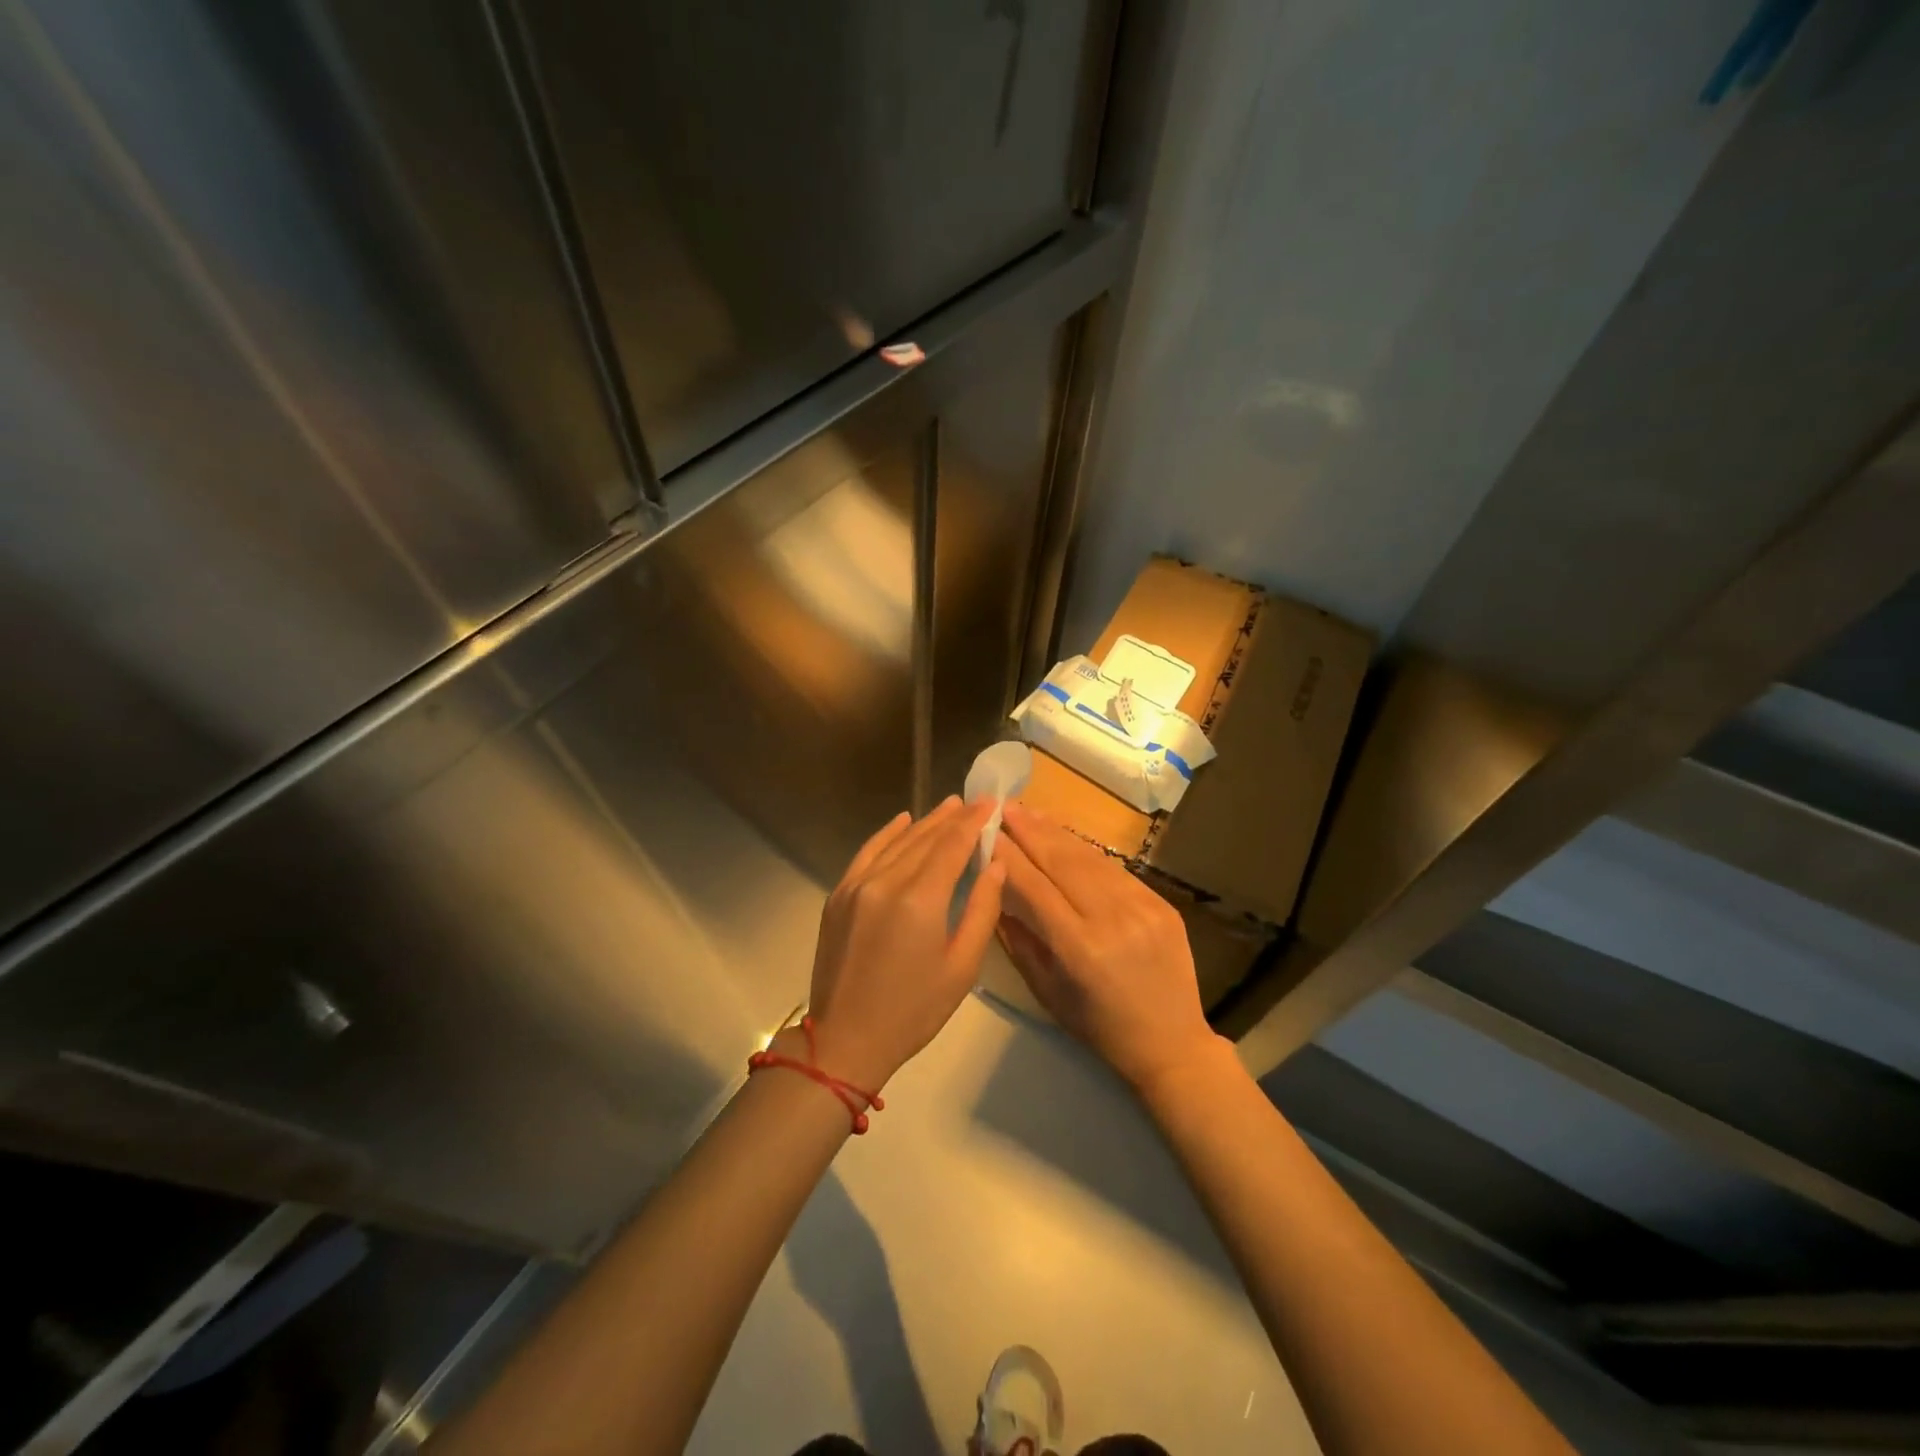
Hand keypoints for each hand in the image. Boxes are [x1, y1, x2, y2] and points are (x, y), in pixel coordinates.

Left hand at [806, 796, 1005, 1090]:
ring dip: (925, 822)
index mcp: (920, 900)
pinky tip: (903, 821)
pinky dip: (888, 834)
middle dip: (953, 818)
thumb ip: (982, 910)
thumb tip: (996, 866)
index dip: (973, 822)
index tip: (991, 804)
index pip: (952, 846)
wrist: (846, 1039)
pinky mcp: (839, 894)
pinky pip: (868, 852)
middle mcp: (886, 881)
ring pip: (898, 841)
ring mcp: (857, 885)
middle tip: (975, 802)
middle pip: (925, 838)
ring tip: (949, 807)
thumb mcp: (961, 968)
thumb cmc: (913, 1011)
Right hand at [994, 800, 1222, 1092]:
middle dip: (1029, 831)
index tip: (984, 831)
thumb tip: (995, 891)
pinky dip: (1086, 851)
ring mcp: (1142, 908)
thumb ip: (1019, 939)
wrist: (1171, 1044)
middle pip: (1062, 862)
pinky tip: (1066, 837)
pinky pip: (1115, 870)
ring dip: (1056, 832)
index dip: (1007, 855)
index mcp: (1080, 949)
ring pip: (1090, 859)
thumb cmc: (1099, 1028)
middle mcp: (1112, 920)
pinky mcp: (1161, 904)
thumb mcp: (1047, 991)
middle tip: (1003, 806)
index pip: (1034, 887)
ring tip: (1029, 812)